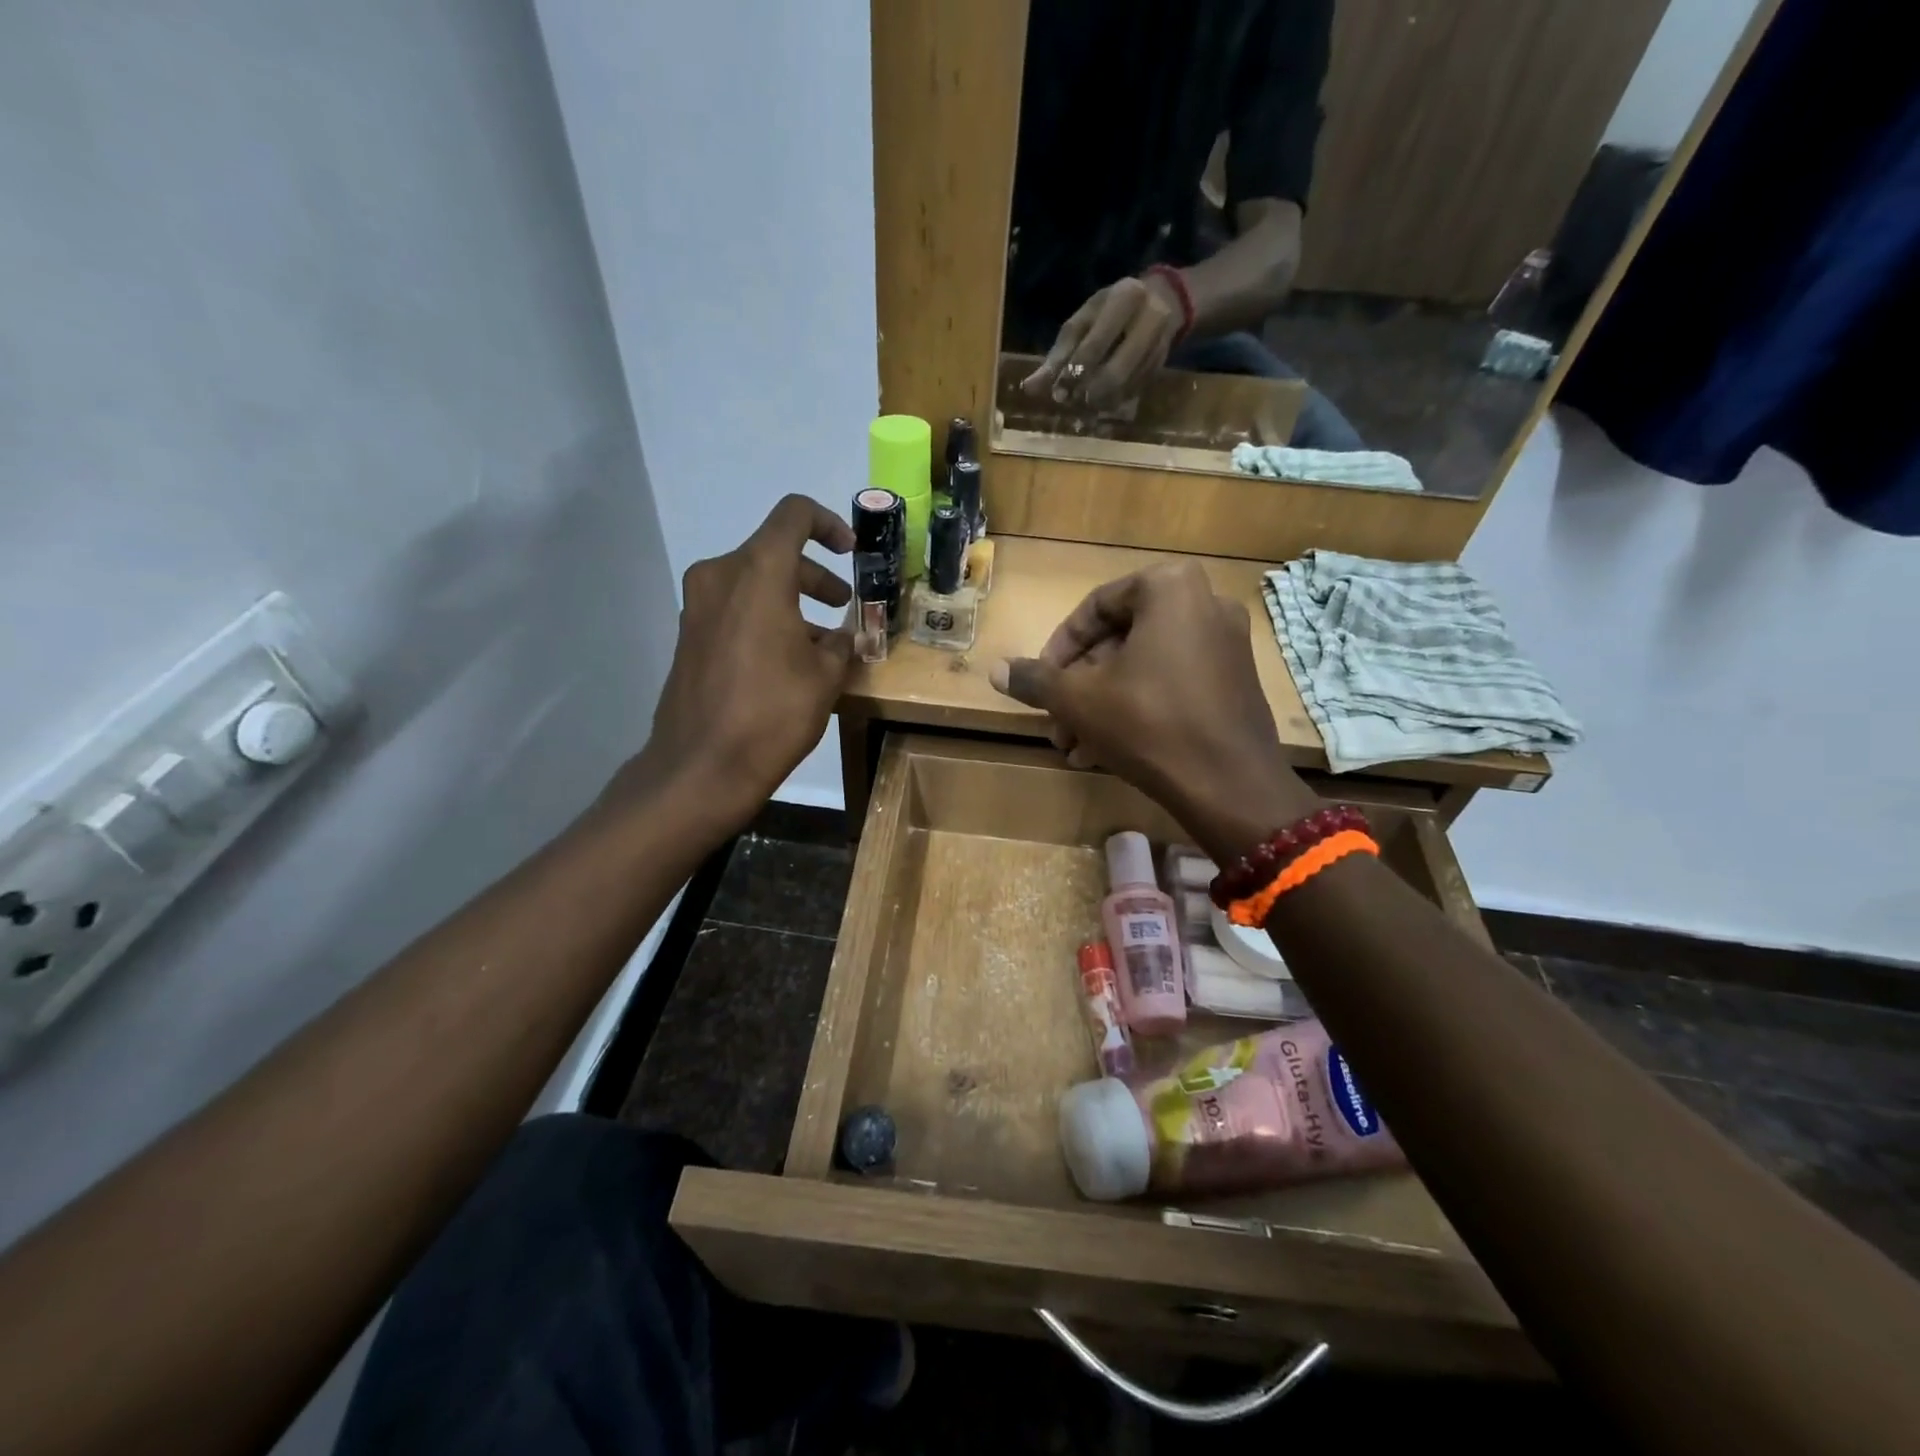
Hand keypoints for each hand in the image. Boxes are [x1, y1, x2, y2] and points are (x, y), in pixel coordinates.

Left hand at [605, 495, 855, 833]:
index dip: (829, 524)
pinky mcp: (689, 634)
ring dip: (791, 599)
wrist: (702, 766)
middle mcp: (721, 576)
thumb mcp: (825, 676)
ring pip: (754, 581)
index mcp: (758, 572)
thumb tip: (842, 635)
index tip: (851, 552)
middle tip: (843, 605)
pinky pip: (735, 608)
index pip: (794, 515)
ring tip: (822, 641)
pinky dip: (765, 617)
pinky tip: (788, 659)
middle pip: (775, 552)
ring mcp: (698, 605)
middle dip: (815, 575)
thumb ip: (840, 642)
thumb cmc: (773, 713)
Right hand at [988, 563, 1317, 855]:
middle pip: (1120, 640)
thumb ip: (1035, 678)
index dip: (1058, 648)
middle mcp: (1206, 604)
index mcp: (1170, 588)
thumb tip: (996, 669)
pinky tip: (1104, 752)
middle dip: (1080, 685)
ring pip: (1143, 667)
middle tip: (1056, 721)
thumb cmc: (1148, 724)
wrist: (1229, 786)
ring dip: (1101, 703)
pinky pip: (1172, 684)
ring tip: (1073, 745)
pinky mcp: (1236, 682)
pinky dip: (1137, 708)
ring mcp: (1227, 645)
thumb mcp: (1078, 698)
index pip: (1095, 607)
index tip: (1040, 682)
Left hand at [1020, 273, 1184, 410]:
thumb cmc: (1110, 310)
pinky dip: (1112, 402)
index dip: (1074, 371)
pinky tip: (1100, 402)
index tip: (1058, 393)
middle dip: (1089, 392)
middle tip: (1071, 401)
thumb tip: (1029, 389)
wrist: (1161, 302)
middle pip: (1115, 372)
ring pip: (1125, 387)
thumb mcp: (1082, 322)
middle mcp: (1149, 320)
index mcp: (1125, 299)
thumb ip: (1057, 355)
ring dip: (1100, 402)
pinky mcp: (1160, 367)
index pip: (1095, 343)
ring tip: (1083, 404)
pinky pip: (1132, 393)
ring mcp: (1159, 345)